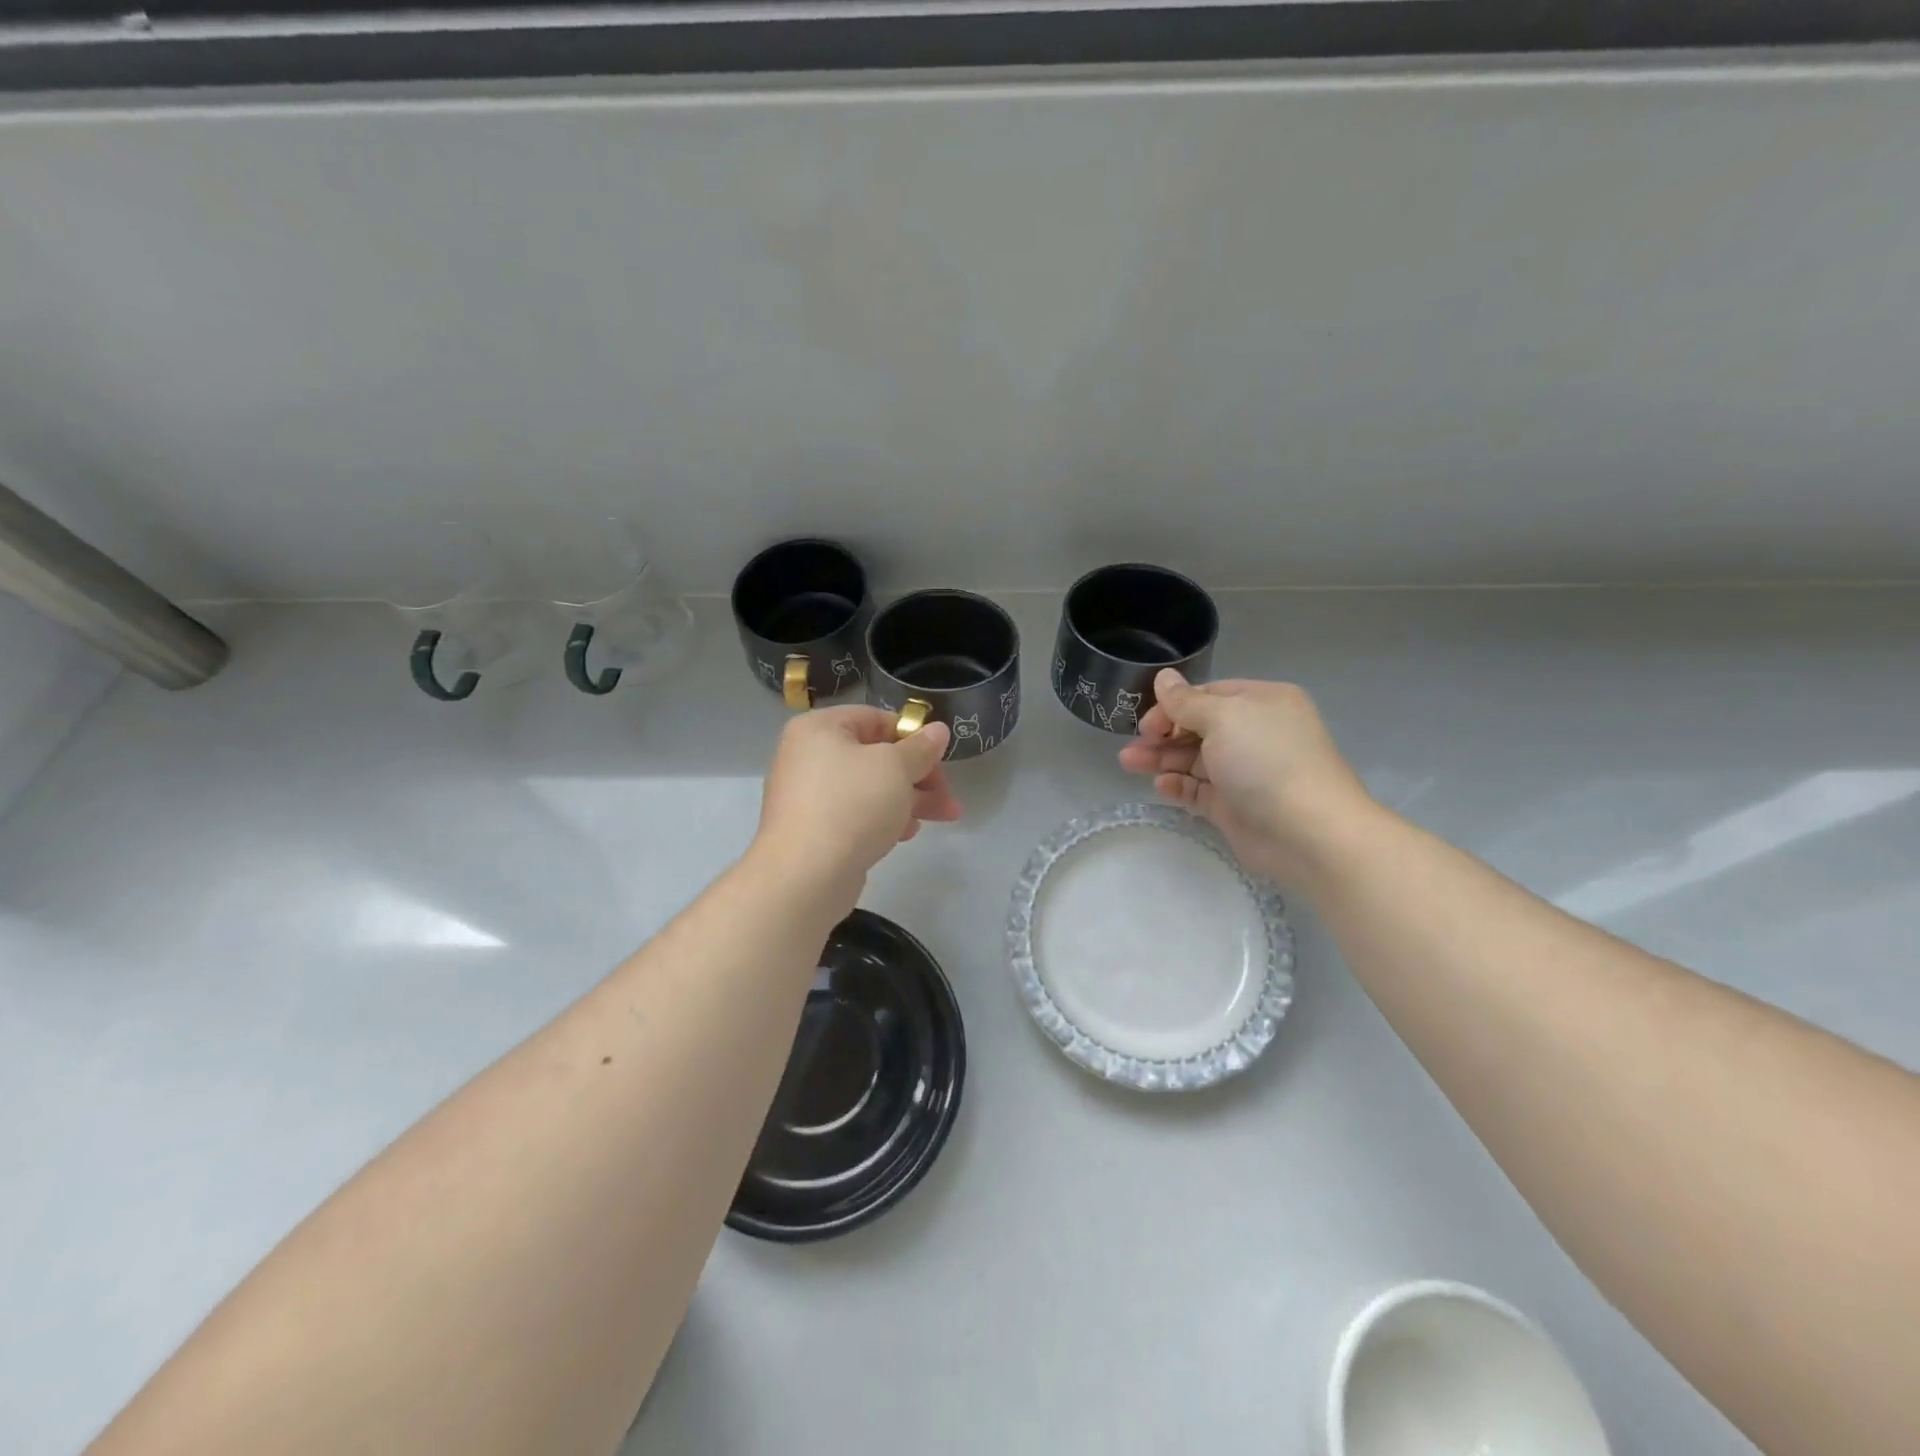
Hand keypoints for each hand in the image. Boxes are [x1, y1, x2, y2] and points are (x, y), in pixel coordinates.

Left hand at [753, 706, 960, 901]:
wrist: (805, 875)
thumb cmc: (852, 805)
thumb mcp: (896, 767)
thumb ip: (921, 748)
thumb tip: (938, 730)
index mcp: (819, 728)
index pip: (875, 719)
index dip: (913, 737)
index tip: (941, 758)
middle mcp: (808, 756)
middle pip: (875, 756)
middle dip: (919, 776)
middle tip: (949, 798)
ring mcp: (808, 795)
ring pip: (869, 788)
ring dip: (908, 800)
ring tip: (942, 818)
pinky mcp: (813, 830)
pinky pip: (855, 814)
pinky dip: (882, 819)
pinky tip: (906, 834)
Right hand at [1117, 670, 1374, 885]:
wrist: (1308, 832)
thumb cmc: (1266, 761)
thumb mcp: (1223, 718)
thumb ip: (1186, 702)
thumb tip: (1163, 677)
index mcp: (1261, 702)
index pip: (1209, 695)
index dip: (1174, 705)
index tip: (1146, 721)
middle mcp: (1255, 733)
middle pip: (1198, 727)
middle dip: (1163, 734)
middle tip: (1133, 747)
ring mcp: (1246, 772)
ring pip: (1195, 759)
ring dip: (1162, 759)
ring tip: (1128, 763)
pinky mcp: (1236, 806)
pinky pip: (1200, 790)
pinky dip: (1179, 786)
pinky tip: (1160, 787)